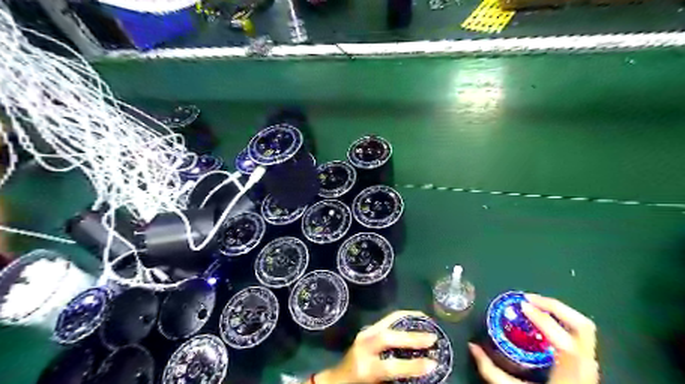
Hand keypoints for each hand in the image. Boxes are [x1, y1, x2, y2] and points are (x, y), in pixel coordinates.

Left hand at [316, 312, 437, 383]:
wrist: (339, 378)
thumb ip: (397, 378)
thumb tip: (422, 370)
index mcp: (364, 369)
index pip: (390, 367)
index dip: (412, 366)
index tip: (433, 365)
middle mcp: (362, 347)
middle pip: (387, 337)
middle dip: (412, 337)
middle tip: (433, 338)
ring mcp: (364, 334)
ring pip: (386, 322)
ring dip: (408, 319)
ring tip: (427, 320)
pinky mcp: (367, 329)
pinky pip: (387, 319)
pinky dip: (402, 317)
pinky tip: (414, 319)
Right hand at [472, 293, 601, 383]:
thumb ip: (491, 370)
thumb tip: (473, 347)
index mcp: (571, 372)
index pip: (564, 339)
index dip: (542, 318)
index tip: (522, 306)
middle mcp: (587, 365)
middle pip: (582, 325)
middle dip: (554, 306)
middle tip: (528, 299)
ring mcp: (591, 363)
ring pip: (583, 325)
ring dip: (559, 310)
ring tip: (534, 304)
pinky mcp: (587, 361)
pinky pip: (578, 332)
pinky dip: (561, 319)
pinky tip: (543, 320)